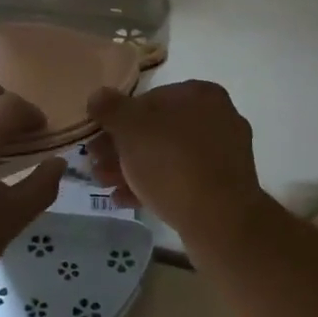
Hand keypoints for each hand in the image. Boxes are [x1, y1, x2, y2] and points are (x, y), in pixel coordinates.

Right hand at [85, 81, 273, 250]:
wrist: (220, 221)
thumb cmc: (172, 163)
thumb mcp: (130, 129)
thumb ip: (110, 108)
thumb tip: (98, 96)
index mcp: (201, 95)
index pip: (149, 98)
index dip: (117, 117)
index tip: (97, 136)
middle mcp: (217, 118)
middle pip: (157, 129)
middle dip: (122, 147)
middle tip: (95, 162)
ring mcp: (222, 155)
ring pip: (167, 156)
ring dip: (132, 167)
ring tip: (103, 182)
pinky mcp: (222, 188)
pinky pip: (181, 179)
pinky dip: (152, 185)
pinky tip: (124, 199)